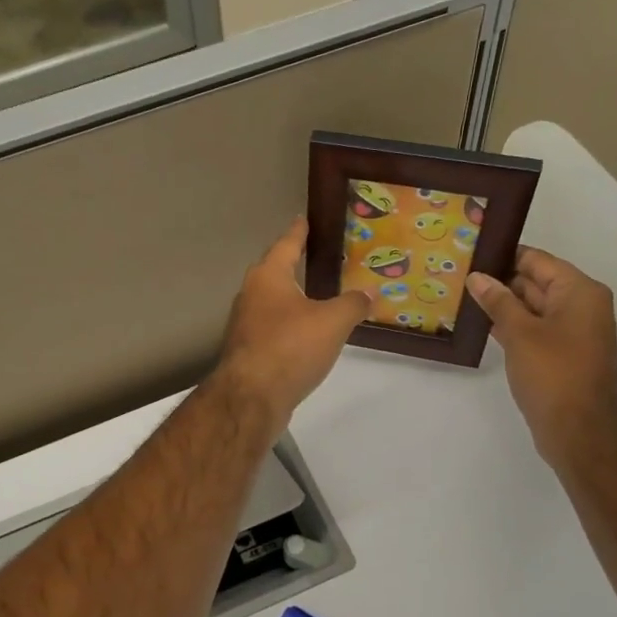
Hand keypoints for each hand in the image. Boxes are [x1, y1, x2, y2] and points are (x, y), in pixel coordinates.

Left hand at [213, 217, 371, 430]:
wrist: (251, 397)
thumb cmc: (290, 347)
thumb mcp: (332, 322)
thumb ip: (353, 304)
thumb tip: (370, 293)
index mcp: (268, 277)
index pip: (286, 245)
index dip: (298, 232)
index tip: (303, 219)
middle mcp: (251, 295)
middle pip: (273, 272)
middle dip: (292, 264)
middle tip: (315, 257)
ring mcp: (245, 325)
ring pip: (271, 302)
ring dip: (291, 298)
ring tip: (315, 296)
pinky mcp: (247, 351)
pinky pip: (272, 328)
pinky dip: (289, 325)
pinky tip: (305, 334)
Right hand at [466, 246, 616, 470]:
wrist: (578, 430)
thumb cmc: (552, 374)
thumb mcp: (520, 333)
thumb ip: (498, 301)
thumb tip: (477, 277)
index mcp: (579, 292)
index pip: (537, 260)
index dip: (504, 255)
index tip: (472, 251)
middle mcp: (581, 306)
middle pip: (536, 281)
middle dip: (500, 280)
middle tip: (460, 274)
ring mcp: (572, 331)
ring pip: (533, 307)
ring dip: (503, 304)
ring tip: (463, 296)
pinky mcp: (562, 353)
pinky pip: (535, 328)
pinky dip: (512, 325)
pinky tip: (482, 325)